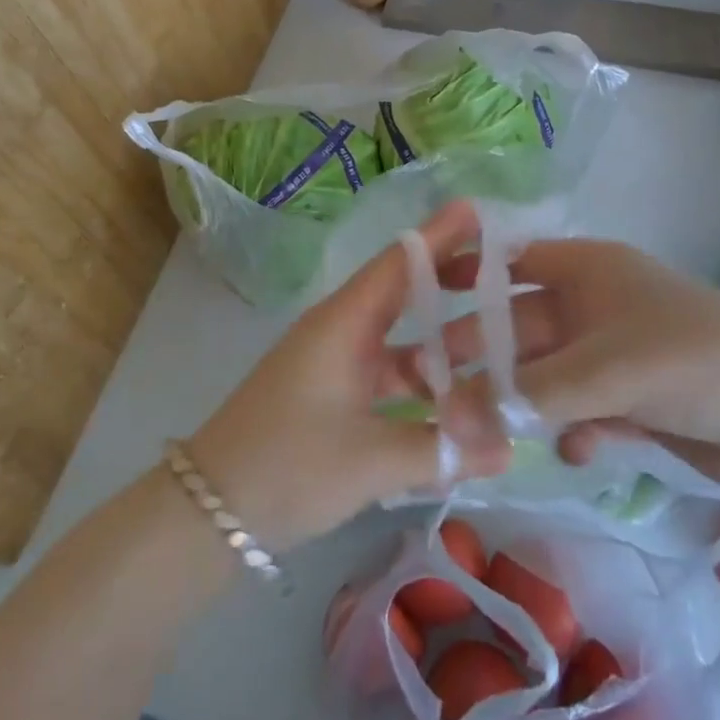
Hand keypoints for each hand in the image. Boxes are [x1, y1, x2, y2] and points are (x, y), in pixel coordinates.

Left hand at [187, 203, 511, 551]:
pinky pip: (386, 370)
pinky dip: (420, 378)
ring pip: (398, 336)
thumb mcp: (370, 461)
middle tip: (503, 268)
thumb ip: (443, 450)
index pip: (400, 262)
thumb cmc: (288, 465)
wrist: (209, 509)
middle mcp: (340, 329)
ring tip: (496, 333)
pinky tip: (454, 395)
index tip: (479, 210)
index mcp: (345, 322)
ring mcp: (334, 360)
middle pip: (403, 290)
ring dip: (440, 335)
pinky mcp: (331, 391)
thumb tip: (511, 445)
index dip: (440, 235)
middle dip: (450, 278)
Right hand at [433, 237, 719, 491]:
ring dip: (520, 399)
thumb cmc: (693, 361)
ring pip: (545, 373)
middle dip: (480, 353)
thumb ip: (528, 394)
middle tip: (429, 384)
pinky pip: (580, 409)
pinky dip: (572, 428)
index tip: (418, 301)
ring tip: (481, 432)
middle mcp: (592, 305)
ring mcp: (611, 354)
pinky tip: (578, 450)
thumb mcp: (606, 370)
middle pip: (519, 325)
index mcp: (587, 270)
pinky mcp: (630, 399)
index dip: (465, 275)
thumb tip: (448, 415)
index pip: (509, 261)